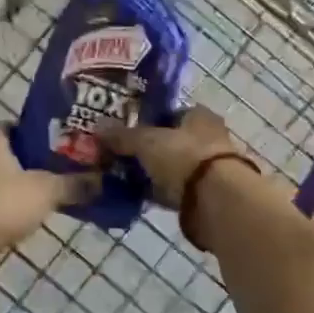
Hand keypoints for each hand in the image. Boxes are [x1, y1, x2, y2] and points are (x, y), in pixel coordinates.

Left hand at [0, 126, 96, 272]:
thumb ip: (76, 183)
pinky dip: (9, 196)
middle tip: (68, 174)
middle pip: (16, 150)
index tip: (73, 154)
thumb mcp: (46, 191)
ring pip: (3, 171)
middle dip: (40, 163)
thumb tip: (104, 180)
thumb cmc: (1, 205)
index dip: (53, 140)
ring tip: (54, 192)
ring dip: (25, 181)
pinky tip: (30, 208)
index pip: (28, 128)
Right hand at [97, 106, 239, 207]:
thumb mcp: (146, 141)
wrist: (215, 199)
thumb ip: (123, 136)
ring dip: (153, 172)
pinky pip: (174, 190)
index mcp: (199, 116)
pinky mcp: (205, 195)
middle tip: (119, 156)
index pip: (171, 113)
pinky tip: (137, 197)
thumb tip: (98, 129)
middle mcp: (208, 138)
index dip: (148, 120)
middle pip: (171, 141)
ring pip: (172, 167)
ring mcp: (208, 168)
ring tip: (123, 178)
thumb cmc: (184, 156)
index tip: (126, 131)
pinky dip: (158, 192)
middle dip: (148, 149)